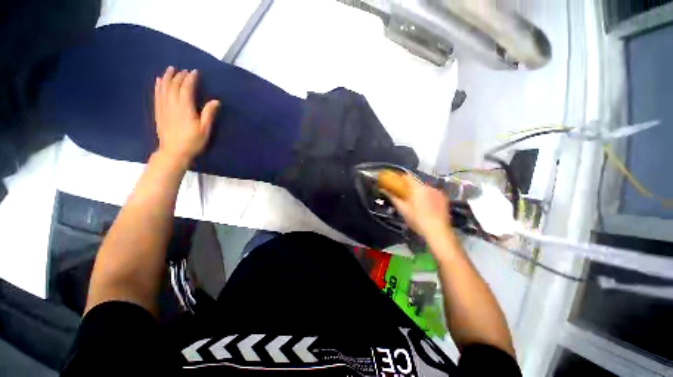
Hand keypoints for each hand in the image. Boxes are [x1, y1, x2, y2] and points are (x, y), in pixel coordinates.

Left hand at [154, 66, 219, 165]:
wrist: (173, 152)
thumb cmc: (192, 142)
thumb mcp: (205, 130)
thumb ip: (209, 114)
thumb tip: (215, 101)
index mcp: (185, 108)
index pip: (186, 89)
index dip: (190, 79)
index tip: (195, 72)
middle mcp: (172, 105)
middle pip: (174, 86)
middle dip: (179, 76)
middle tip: (185, 70)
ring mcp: (164, 108)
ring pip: (163, 88)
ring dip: (167, 77)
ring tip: (170, 69)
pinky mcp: (159, 112)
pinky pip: (157, 95)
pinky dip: (158, 86)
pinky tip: (158, 81)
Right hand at [387, 175, 452, 240]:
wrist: (437, 231)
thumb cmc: (417, 220)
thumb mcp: (402, 209)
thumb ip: (393, 197)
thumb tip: (383, 190)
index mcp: (417, 188)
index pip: (407, 176)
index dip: (400, 178)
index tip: (396, 183)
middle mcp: (428, 186)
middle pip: (416, 182)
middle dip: (410, 187)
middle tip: (405, 196)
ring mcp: (438, 192)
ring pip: (425, 188)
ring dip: (419, 192)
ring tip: (416, 202)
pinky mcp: (444, 198)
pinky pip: (433, 193)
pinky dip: (428, 196)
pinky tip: (426, 205)